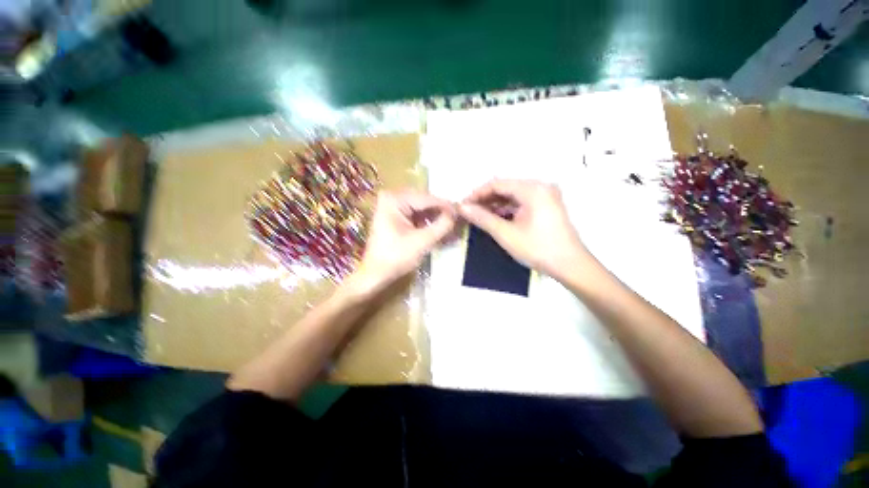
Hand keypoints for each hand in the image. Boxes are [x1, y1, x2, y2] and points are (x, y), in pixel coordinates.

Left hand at [349, 190, 455, 294]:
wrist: (375, 274)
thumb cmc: (395, 258)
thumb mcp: (422, 241)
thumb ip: (442, 226)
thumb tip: (458, 214)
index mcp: (394, 199)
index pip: (427, 199)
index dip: (446, 206)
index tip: (463, 211)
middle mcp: (392, 197)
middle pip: (424, 202)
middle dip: (441, 211)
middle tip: (459, 219)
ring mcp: (392, 205)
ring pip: (421, 208)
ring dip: (435, 217)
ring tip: (452, 224)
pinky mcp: (394, 215)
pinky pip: (416, 214)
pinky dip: (427, 221)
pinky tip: (439, 227)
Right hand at [459, 179, 587, 278]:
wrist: (571, 266)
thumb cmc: (538, 249)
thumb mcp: (506, 234)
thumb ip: (482, 218)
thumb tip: (462, 208)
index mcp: (533, 189)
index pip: (497, 184)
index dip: (477, 194)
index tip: (463, 205)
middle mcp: (540, 187)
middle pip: (505, 188)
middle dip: (485, 199)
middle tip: (469, 212)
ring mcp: (545, 196)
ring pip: (513, 195)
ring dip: (495, 205)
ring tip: (479, 216)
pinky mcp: (546, 205)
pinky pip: (521, 202)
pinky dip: (507, 209)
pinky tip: (495, 218)